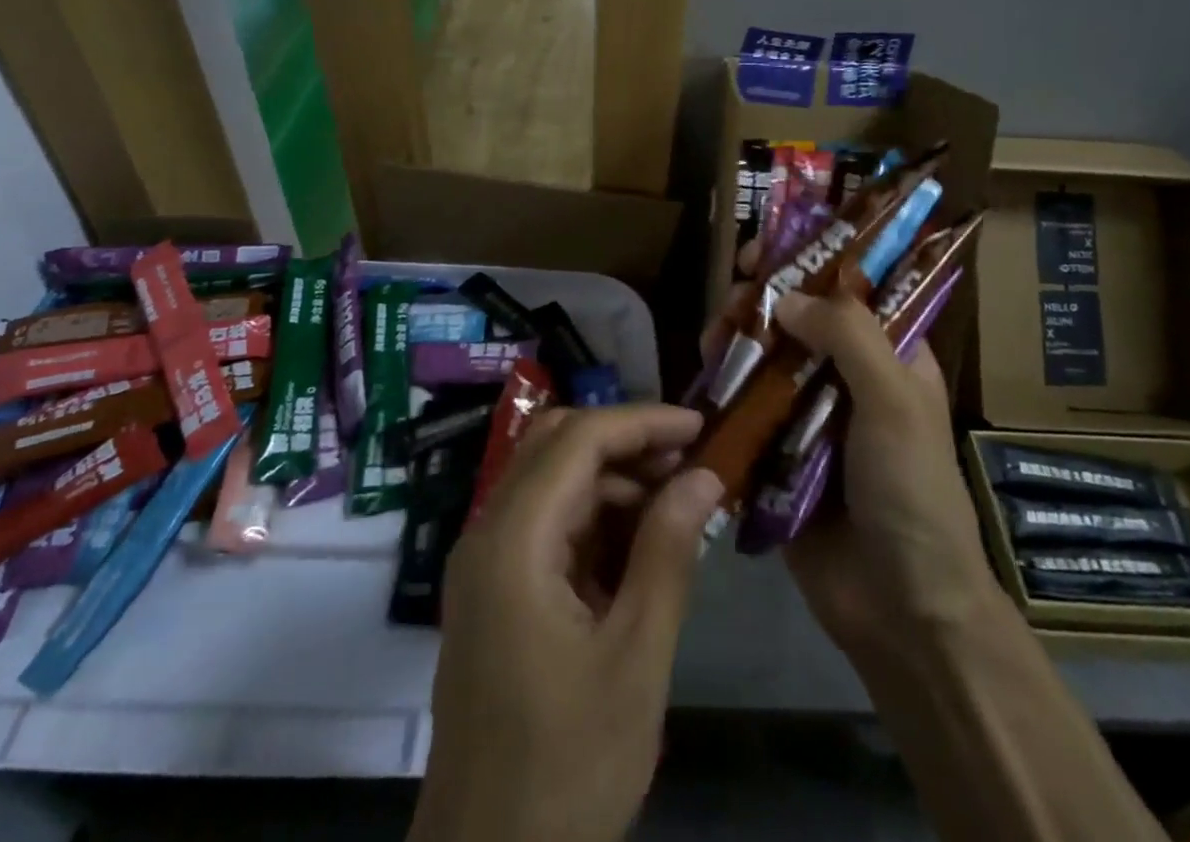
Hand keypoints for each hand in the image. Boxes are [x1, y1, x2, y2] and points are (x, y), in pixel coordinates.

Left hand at [410, 404, 725, 841]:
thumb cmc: (568, 767)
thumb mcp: (635, 658)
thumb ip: (668, 553)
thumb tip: (704, 475)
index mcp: (513, 540)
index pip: (578, 439)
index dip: (642, 422)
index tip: (701, 426)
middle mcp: (488, 534)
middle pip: (556, 446)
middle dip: (626, 442)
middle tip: (690, 462)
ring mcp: (486, 563)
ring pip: (551, 481)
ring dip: (612, 480)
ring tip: (677, 503)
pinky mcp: (494, 592)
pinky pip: (546, 526)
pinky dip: (593, 519)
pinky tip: (640, 545)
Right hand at [699, 255, 996, 666]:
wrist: (902, 610)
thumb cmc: (912, 492)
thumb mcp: (895, 401)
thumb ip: (847, 336)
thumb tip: (787, 296)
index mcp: (889, 357)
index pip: (849, 289)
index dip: (810, 259)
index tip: (766, 248)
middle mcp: (848, 378)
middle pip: (798, 319)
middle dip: (764, 299)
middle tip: (736, 294)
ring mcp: (809, 416)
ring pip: (765, 358)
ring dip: (738, 339)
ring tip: (714, 337)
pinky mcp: (776, 453)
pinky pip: (744, 408)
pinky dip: (723, 388)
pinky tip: (704, 376)